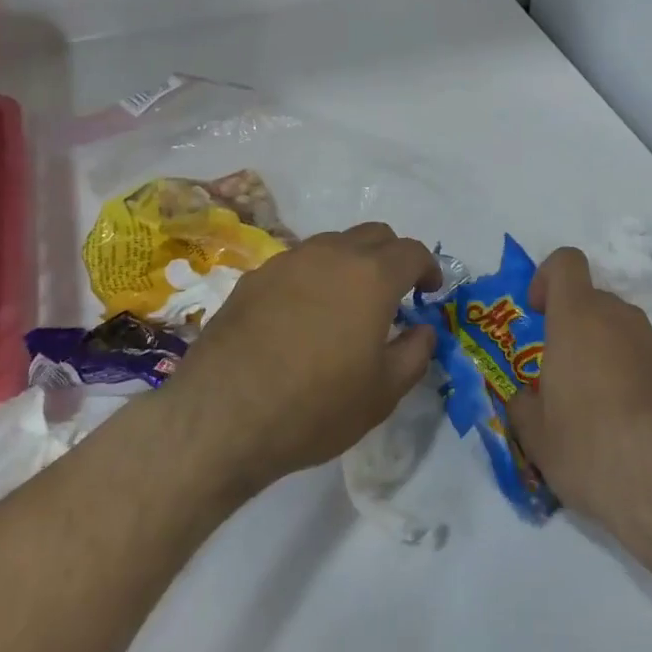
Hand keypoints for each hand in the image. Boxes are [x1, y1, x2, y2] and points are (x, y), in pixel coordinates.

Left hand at [169, 223, 439, 495]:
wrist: (222, 417)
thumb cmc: (316, 406)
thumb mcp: (383, 393)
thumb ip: (415, 353)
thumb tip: (422, 330)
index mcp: (372, 276)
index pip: (412, 251)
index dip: (428, 267)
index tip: (429, 291)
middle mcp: (331, 254)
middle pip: (374, 235)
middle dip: (392, 257)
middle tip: (393, 293)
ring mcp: (287, 262)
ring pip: (332, 244)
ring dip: (350, 263)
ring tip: (346, 303)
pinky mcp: (253, 278)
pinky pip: (296, 264)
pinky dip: (313, 278)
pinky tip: (302, 317)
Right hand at [507, 248, 651, 549]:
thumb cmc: (589, 447)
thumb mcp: (536, 436)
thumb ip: (523, 406)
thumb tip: (524, 399)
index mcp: (577, 317)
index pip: (565, 262)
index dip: (547, 278)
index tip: (537, 313)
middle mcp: (620, 317)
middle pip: (593, 302)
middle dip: (574, 328)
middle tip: (561, 377)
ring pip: (622, 332)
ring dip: (606, 354)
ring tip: (597, 410)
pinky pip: (647, 359)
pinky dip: (635, 377)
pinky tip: (631, 425)